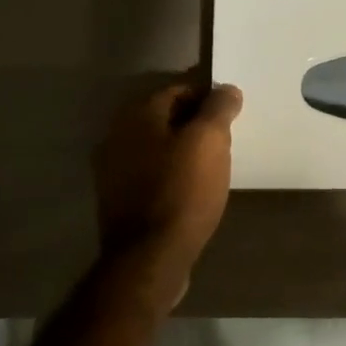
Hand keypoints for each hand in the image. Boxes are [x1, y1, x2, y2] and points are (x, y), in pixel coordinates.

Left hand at [93, 75, 242, 304]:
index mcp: (137, 116)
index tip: (232, 114)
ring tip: (213, 165)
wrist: (150, 256)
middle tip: (226, 139)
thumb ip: (219, 108)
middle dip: (195, 123)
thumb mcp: (210, 141)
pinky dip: (171, 173)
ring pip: (157, 147)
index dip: (208, 97)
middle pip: (164, 118)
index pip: (177, 90)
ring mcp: (112, 171)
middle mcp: (117, 136)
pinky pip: (150, 174)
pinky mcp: (118, 200)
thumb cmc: (183, 191)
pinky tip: (192, 189)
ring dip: (183, 149)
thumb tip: (226, 89)